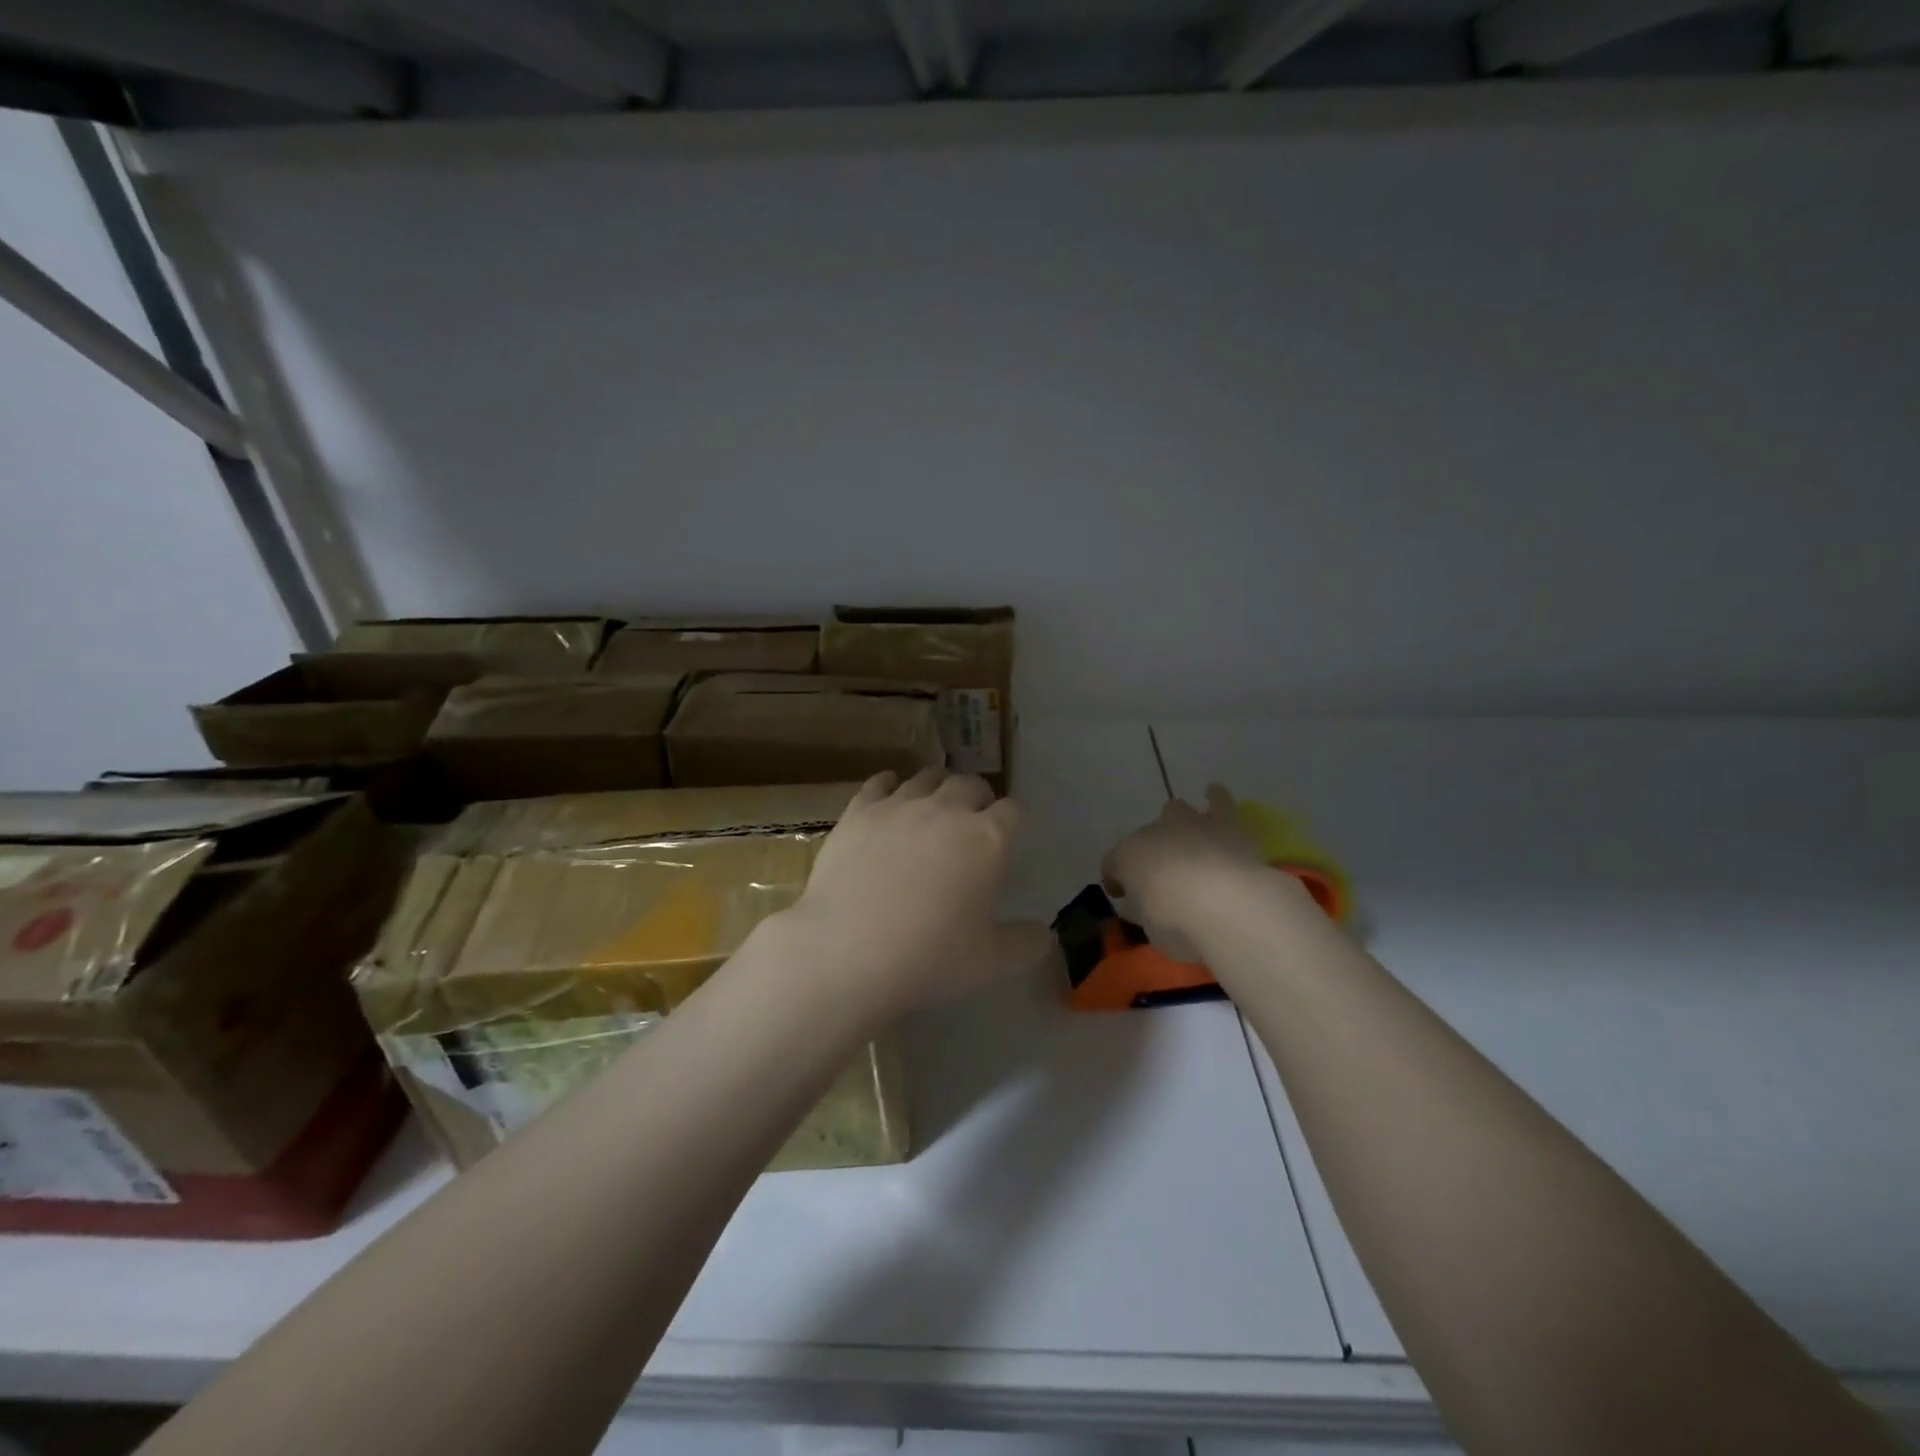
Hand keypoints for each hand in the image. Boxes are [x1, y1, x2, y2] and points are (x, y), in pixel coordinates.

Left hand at [785, 769, 1027, 1017]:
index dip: (1013, 820)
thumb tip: (1045, 934)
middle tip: (972, 820)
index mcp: (987, 839)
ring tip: (933, 805)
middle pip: (970, 784)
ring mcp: (899, 806)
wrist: (848, 952)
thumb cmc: (929, 957)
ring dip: (937, 788)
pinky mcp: (859, 811)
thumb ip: (1025, 943)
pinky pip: (879, 783)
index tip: (1008, 834)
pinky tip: (888, 794)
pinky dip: (889, 785)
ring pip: (926, 779)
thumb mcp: (990, 961)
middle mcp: (947, 810)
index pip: (1013, 810)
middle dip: (978, 798)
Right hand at [1103, 784, 1300, 961]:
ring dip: (1178, 822)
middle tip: (1162, 871)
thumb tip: (1141, 907)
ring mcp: (1189, 824)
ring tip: (1186, 833)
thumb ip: (1144, 912)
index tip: (1122, 895)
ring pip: (1176, 810)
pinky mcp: (1225, 822)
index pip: (1113, 864)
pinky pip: (1219, 801)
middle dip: (1151, 849)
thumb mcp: (1151, 929)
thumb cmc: (1178, 922)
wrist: (1224, 902)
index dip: (1116, 879)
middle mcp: (1153, 833)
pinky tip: (1214, 795)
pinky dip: (1215, 798)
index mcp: (1126, 857)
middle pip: (1146, 835)